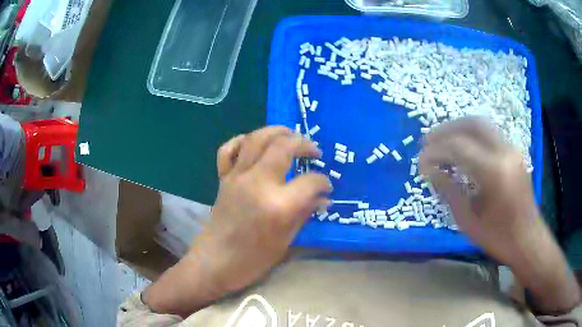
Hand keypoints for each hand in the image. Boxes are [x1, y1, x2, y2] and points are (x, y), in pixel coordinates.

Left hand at [143, 127, 330, 315]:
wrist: (215, 262)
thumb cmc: (253, 259)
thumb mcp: (286, 240)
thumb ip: (305, 213)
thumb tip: (323, 198)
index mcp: (278, 205)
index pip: (310, 182)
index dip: (323, 181)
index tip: (327, 185)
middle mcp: (258, 183)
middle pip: (283, 147)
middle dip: (304, 144)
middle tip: (314, 151)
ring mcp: (237, 177)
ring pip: (257, 139)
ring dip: (277, 131)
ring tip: (291, 135)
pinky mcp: (223, 178)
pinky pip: (228, 149)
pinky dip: (241, 141)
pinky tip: (254, 144)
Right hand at [419, 117, 540, 264]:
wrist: (528, 239)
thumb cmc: (498, 237)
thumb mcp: (469, 222)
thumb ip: (449, 191)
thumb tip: (430, 170)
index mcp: (494, 172)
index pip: (458, 147)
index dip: (435, 152)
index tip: (420, 162)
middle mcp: (505, 152)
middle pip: (471, 125)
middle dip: (446, 129)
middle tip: (428, 141)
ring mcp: (512, 149)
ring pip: (482, 124)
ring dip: (459, 127)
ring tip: (442, 139)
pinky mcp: (514, 152)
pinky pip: (490, 133)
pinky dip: (472, 134)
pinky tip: (463, 146)